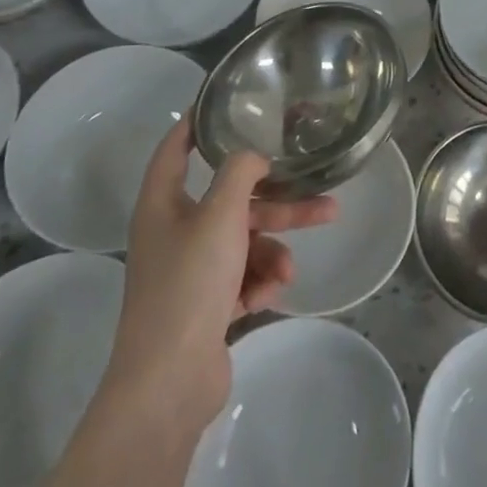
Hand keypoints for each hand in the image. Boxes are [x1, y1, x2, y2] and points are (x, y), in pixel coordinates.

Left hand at [105, 118, 336, 427]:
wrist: (168, 383)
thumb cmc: (189, 283)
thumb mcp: (220, 215)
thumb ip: (241, 172)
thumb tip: (254, 157)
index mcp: (163, 205)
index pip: (174, 149)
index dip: (195, 124)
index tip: (223, 104)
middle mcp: (173, 233)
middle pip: (231, 202)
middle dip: (278, 203)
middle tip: (324, 199)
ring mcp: (189, 272)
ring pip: (244, 242)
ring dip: (273, 251)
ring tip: (290, 270)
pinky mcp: (205, 306)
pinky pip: (241, 277)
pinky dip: (258, 282)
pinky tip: (269, 295)